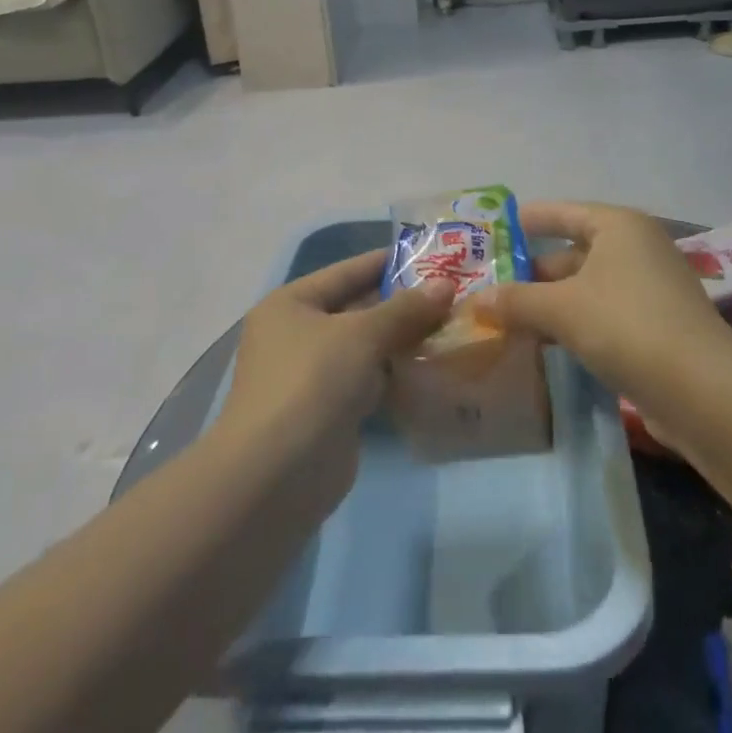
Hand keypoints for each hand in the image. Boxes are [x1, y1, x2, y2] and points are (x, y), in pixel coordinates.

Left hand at [217, 249, 454, 507]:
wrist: (276, 476)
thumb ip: (405, 308)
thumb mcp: (361, 334)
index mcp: (292, 303)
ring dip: (405, 339)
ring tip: (454, 325)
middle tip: (455, 293)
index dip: (389, 261)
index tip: (434, 255)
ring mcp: (313, 375)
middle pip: (358, 308)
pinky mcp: (330, 410)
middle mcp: (298, 334)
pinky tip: (435, 366)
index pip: (348, 270)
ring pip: (367, 346)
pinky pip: (370, 380)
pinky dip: (397, 373)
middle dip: (404, 303)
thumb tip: (446, 284)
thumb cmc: (312, 383)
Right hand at [473, 202, 731, 405]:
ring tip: (506, 318)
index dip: (529, 219)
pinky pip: (601, 314)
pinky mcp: (655, 327)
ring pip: (586, 287)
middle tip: (490, 285)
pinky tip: (543, 343)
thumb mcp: (562, 309)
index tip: (495, 230)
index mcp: (619, 226)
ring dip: (549, 302)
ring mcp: (650, 289)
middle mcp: (637, 249)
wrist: (702, 391)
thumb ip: (516, 301)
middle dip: (533, 271)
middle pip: (573, 252)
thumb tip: (475, 300)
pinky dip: (572, 323)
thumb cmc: (627, 326)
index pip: (564, 211)